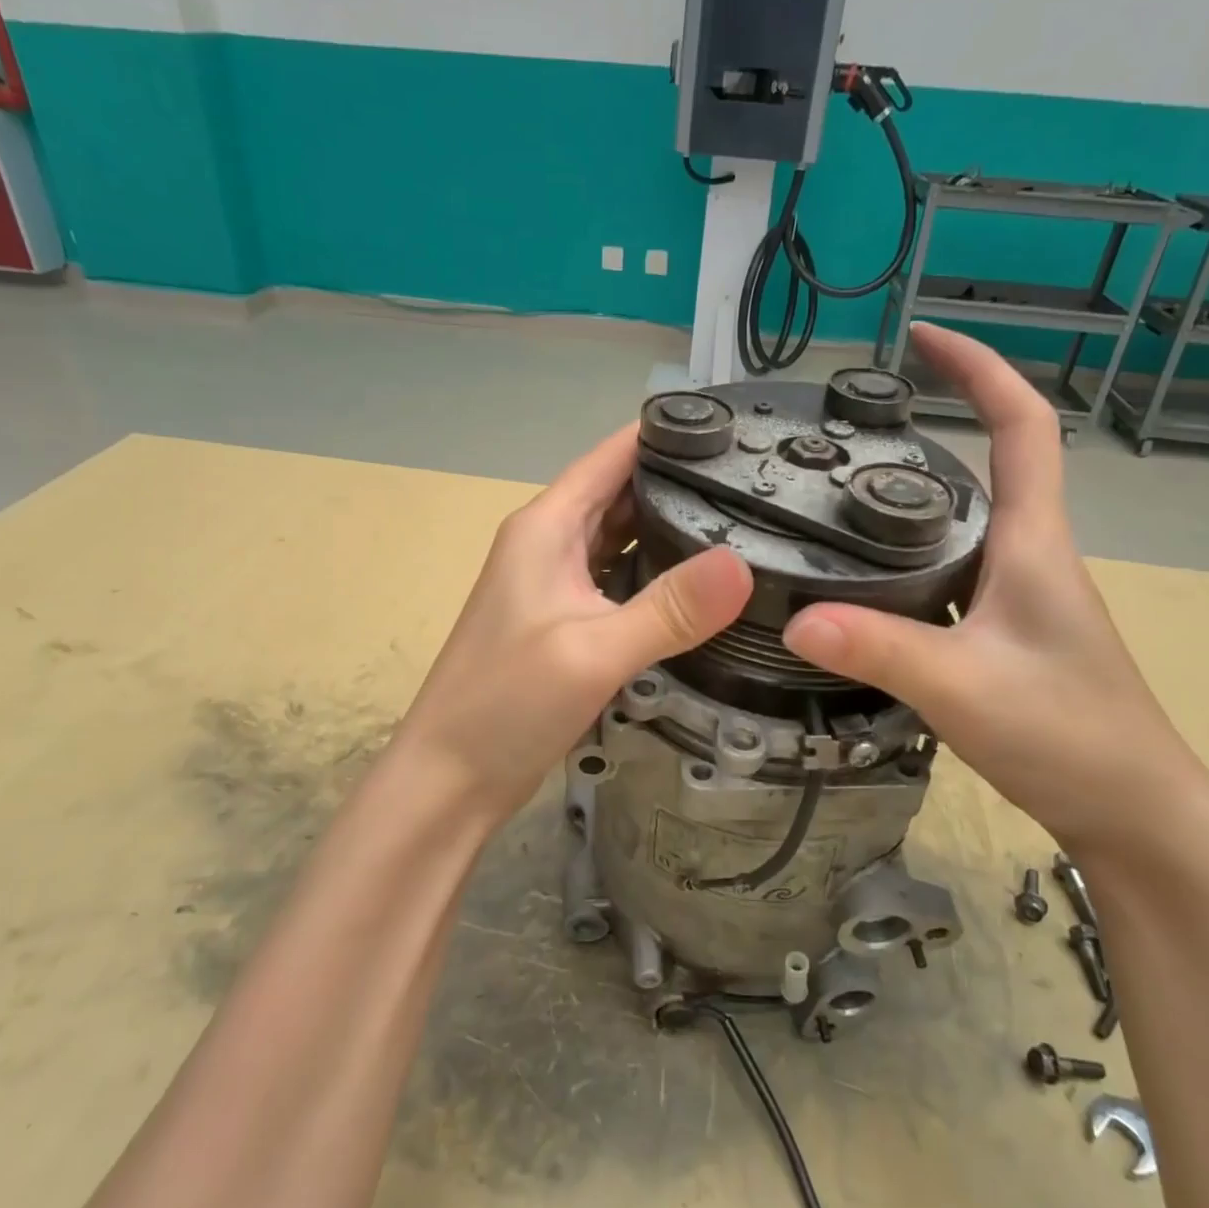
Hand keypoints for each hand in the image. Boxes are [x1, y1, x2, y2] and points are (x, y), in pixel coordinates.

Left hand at [398, 426, 752, 822]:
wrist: (450, 778)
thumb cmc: (506, 703)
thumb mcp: (593, 651)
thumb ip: (669, 609)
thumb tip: (744, 565)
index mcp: (546, 526)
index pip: (612, 455)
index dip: (667, 434)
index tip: (734, 429)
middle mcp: (549, 544)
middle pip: (621, 493)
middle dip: (680, 481)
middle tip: (758, 482)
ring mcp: (555, 585)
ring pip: (622, 539)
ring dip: (670, 529)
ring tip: (743, 523)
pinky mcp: (565, 623)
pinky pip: (618, 581)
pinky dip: (655, 574)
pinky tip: (698, 586)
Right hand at [783, 325, 1208, 851]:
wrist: (1132, 812)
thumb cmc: (1068, 735)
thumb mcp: (965, 687)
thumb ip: (882, 649)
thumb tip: (795, 617)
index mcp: (1033, 542)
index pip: (1021, 426)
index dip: (978, 370)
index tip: (923, 337)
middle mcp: (1027, 555)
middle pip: (988, 465)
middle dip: (935, 423)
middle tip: (855, 422)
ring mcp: (1015, 596)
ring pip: (961, 524)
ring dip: (913, 495)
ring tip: (839, 491)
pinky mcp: (1000, 633)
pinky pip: (947, 572)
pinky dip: (906, 557)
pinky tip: (860, 580)